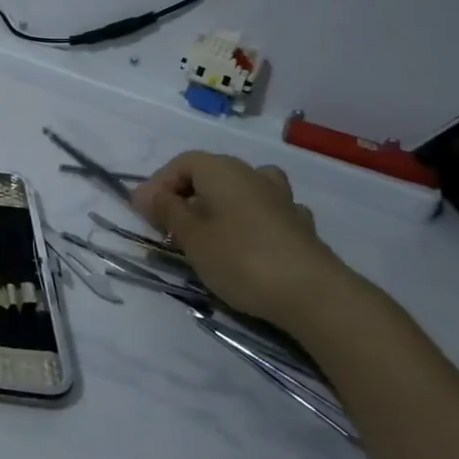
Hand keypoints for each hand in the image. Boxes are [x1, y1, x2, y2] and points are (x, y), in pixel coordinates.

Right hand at [130, 151, 361, 330]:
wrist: (314, 294)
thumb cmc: (240, 258)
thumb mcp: (190, 235)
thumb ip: (166, 210)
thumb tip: (145, 194)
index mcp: (222, 170)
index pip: (181, 163)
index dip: (158, 185)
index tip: (144, 214)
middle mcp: (252, 174)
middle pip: (210, 175)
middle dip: (185, 196)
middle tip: (168, 227)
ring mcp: (282, 199)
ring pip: (241, 190)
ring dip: (220, 205)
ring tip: (208, 230)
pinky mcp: (300, 226)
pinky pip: (265, 212)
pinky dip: (249, 221)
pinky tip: (246, 242)